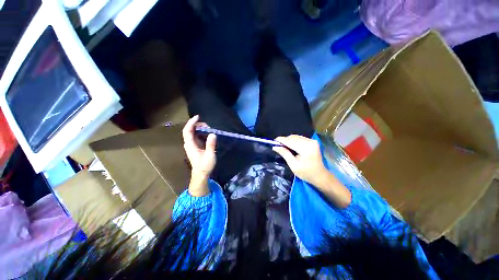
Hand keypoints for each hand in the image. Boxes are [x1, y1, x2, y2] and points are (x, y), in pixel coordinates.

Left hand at [182, 115, 216, 178]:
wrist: (201, 174)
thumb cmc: (205, 166)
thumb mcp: (210, 155)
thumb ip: (211, 144)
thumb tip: (213, 134)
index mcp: (191, 145)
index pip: (187, 131)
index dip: (191, 123)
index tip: (198, 117)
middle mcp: (189, 144)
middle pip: (189, 130)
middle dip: (197, 125)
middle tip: (208, 126)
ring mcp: (191, 145)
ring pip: (193, 133)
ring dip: (199, 128)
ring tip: (209, 128)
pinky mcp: (195, 147)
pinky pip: (196, 136)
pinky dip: (201, 132)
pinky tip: (207, 133)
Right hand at [272, 135, 327, 184]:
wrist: (320, 176)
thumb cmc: (306, 173)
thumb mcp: (293, 165)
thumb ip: (285, 154)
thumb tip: (275, 147)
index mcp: (306, 149)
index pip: (290, 141)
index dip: (281, 140)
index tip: (273, 142)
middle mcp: (310, 142)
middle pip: (293, 137)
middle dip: (284, 140)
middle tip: (278, 146)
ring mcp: (312, 141)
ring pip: (296, 137)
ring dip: (289, 140)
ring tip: (284, 147)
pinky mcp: (313, 141)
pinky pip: (300, 138)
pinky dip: (294, 141)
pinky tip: (291, 146)